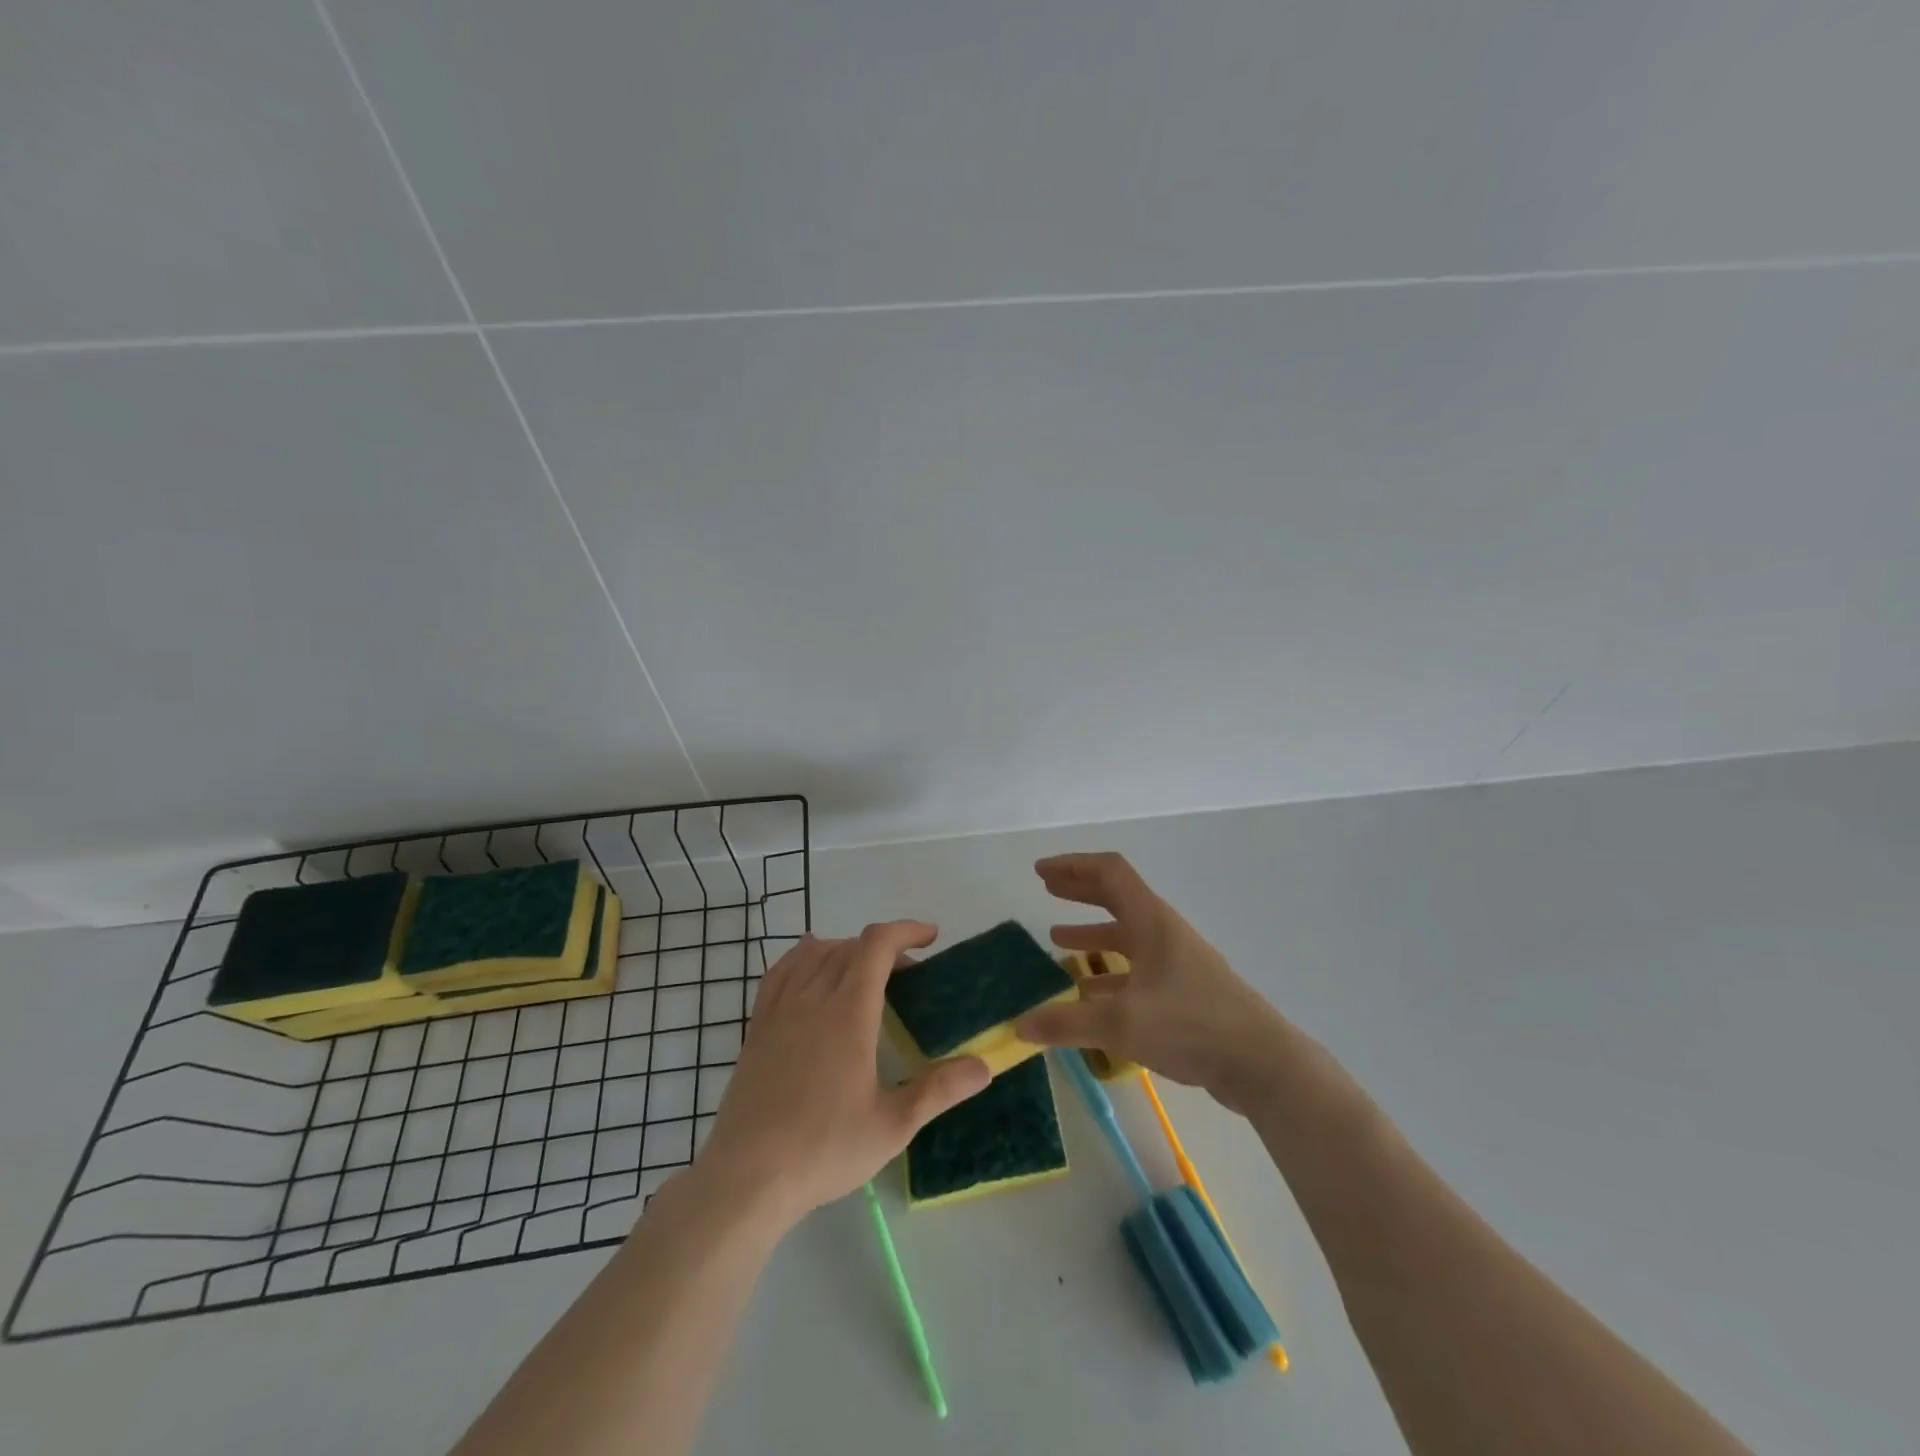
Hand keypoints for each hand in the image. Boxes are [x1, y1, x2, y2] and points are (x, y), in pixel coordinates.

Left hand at [697, 923, 989, 1227]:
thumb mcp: (892, 1125)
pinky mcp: (757, 1027)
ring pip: (814, 953)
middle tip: (908, 974)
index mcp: (849, 1011)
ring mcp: (780, 1009)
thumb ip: (939, 1090)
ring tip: (865, 971)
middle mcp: (813, 997)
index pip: (877, 945)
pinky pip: (780, 972)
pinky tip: (809, 969)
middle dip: (884, 948)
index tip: (931, 937)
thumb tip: (984, 1066)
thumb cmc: (824, 1148)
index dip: (906, 930)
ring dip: (846, 949)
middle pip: (849, 945)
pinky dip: (802, 958)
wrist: (747, 1176)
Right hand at [1015, 853, 1286, 1111]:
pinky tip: (1087, 993)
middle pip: (1116, 896)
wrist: (1260, 1062)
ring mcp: (1175, 962)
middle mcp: (1162, 932)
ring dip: (1091, 932)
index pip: (1109, 872)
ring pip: (1125, 935)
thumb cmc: (1191, 1024)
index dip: (1073, 866)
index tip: (1041, 871)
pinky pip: (1136, 969)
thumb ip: (1067, 1023)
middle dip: (1079, 891)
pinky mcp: (1182, 991)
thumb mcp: (1121, 1023)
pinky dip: (1108, 973)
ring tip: (1056, 940)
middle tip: (1046, 889)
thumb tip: (1019, 1025)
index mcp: (1150, 921)